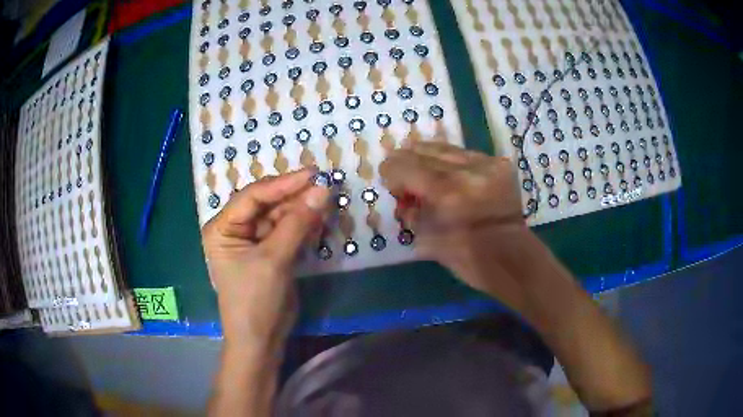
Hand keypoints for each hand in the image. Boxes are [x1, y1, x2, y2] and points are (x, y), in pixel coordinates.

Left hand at [201, 169, 330, 349]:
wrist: (261, 339)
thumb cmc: (255, 299)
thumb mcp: (274, 259)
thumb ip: (297, 223)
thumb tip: (323, 190)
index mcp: (223, 227)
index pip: (253, 196)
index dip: (283, 183)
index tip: (313, 174)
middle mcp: (236, 229)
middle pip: (267, 204)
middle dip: (295, 197)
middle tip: (325, 187)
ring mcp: (254, 241)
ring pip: (280, 217)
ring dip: (302, 211)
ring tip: (326, 202)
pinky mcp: (271, 253)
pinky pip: (288, 232)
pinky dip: (304, 226)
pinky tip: (320, 220)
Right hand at [381, 143, 651, 411]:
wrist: (515, 259)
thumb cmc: (471, 260)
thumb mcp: (429, 241)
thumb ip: (411, 211)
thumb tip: (402, 193)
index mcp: (448, 194)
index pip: (405, 165)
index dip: (391, 170)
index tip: (388, 180)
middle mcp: (467, 171)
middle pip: (423, 150)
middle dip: (406, 161)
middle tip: (402, 176)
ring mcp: (487, 164)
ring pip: (445, 147)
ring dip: (427, 158)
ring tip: (421, 172)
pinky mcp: (500, 165)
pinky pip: (464, 154)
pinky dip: (449, 161)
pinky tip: (446, 173)